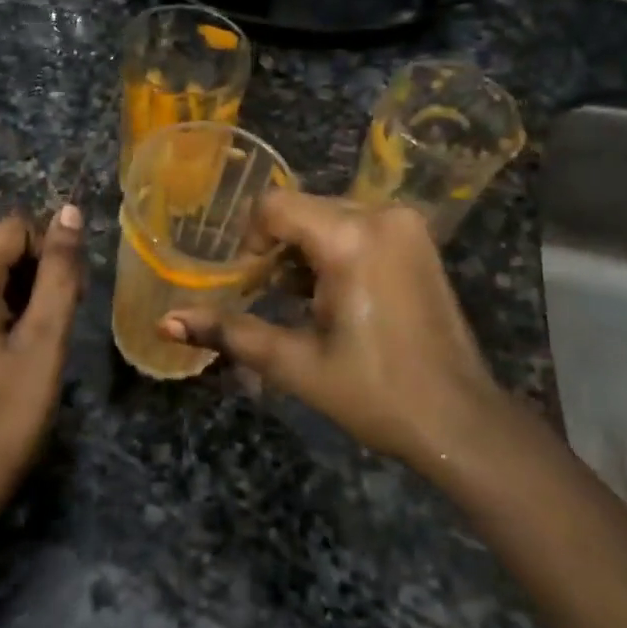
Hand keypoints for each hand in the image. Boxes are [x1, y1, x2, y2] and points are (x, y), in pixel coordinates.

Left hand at [0, 206, 83, 511]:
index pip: (14, 229)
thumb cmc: (8, 411)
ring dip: (21, 292)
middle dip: (36, 272)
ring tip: (39, 338)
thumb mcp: (45, 338)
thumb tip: (69, 211)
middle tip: (60, 320)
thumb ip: (59, 270)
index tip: (69, 296)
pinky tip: (13, 346)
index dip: (49, 252)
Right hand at [161, 191, 506, 472]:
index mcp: (350, 237)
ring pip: (328, 216)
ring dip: (306, 251)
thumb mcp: (295, 363)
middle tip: (272, 299)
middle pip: (301, 209)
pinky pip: (359, 225)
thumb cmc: (376, 394)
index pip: (274, 206)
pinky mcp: (419, 238)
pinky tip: (337, 296)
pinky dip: (335, 250)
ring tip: (305, 304)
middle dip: (278, 249)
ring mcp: (406, 224)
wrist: (461, 421)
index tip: (249, 283)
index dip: (250, 240)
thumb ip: (229, 332)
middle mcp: (381, 214)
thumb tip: (165, 322)